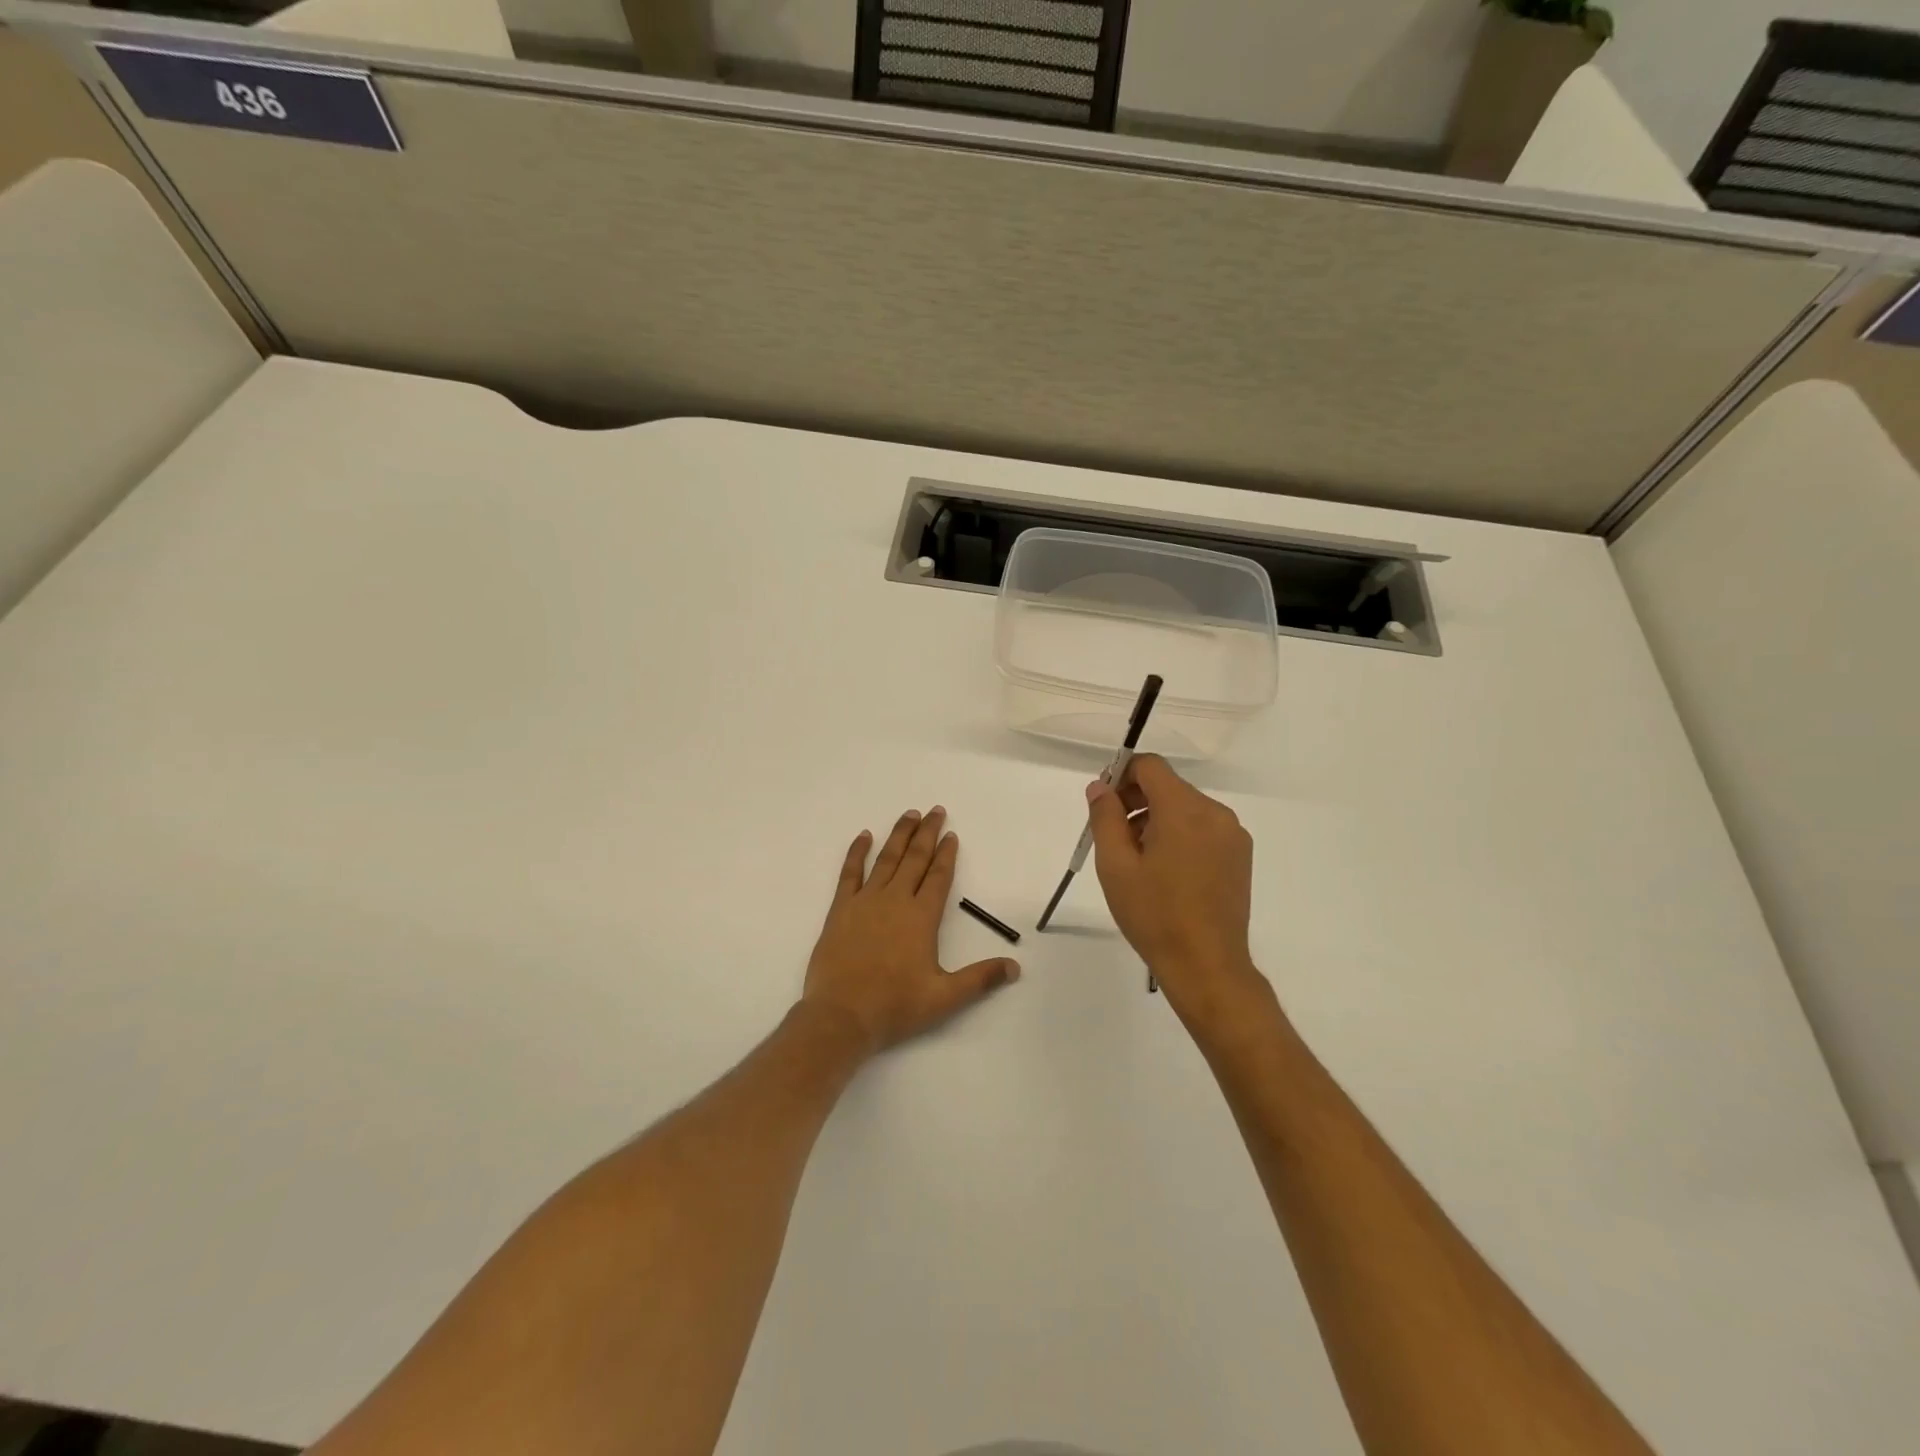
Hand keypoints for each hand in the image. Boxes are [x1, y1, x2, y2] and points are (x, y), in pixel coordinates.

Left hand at [802, 807, 1020, 1053]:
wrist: (841, 1016)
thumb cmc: (894, 1006)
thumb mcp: (944, 998)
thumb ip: (980, 979)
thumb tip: (1015, 968)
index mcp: (921, 918)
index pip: (938, 877)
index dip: (947, 855)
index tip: (952, 835)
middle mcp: (895, 901)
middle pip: (915, 859)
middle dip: (927, 833)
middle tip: (936, 811)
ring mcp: (865, 902)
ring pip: (886, 859)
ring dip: (899, 835)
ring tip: (909, 814)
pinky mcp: (840, 910)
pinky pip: (850, 873)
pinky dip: (857, 852)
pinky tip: (864, 836)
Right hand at [1085, 755, 1266, 1020]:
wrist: (1206, 966)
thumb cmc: (1154, 915)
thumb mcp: (1116, 865)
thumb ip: (1105, 817)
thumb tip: (1100, 786)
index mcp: (1184, 810)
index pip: (1150, 766)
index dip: (1122, 775)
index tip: (1104, 804)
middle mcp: (1215, 813)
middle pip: (1168, 786)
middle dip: (1136, 800)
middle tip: (1112, 835)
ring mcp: (1232, 835)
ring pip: (1185, 808)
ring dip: (1156, 819)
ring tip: (1137, 859)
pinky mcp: (1240, 855)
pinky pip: (1203, 828)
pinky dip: (1179, 835)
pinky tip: (1165, 870)